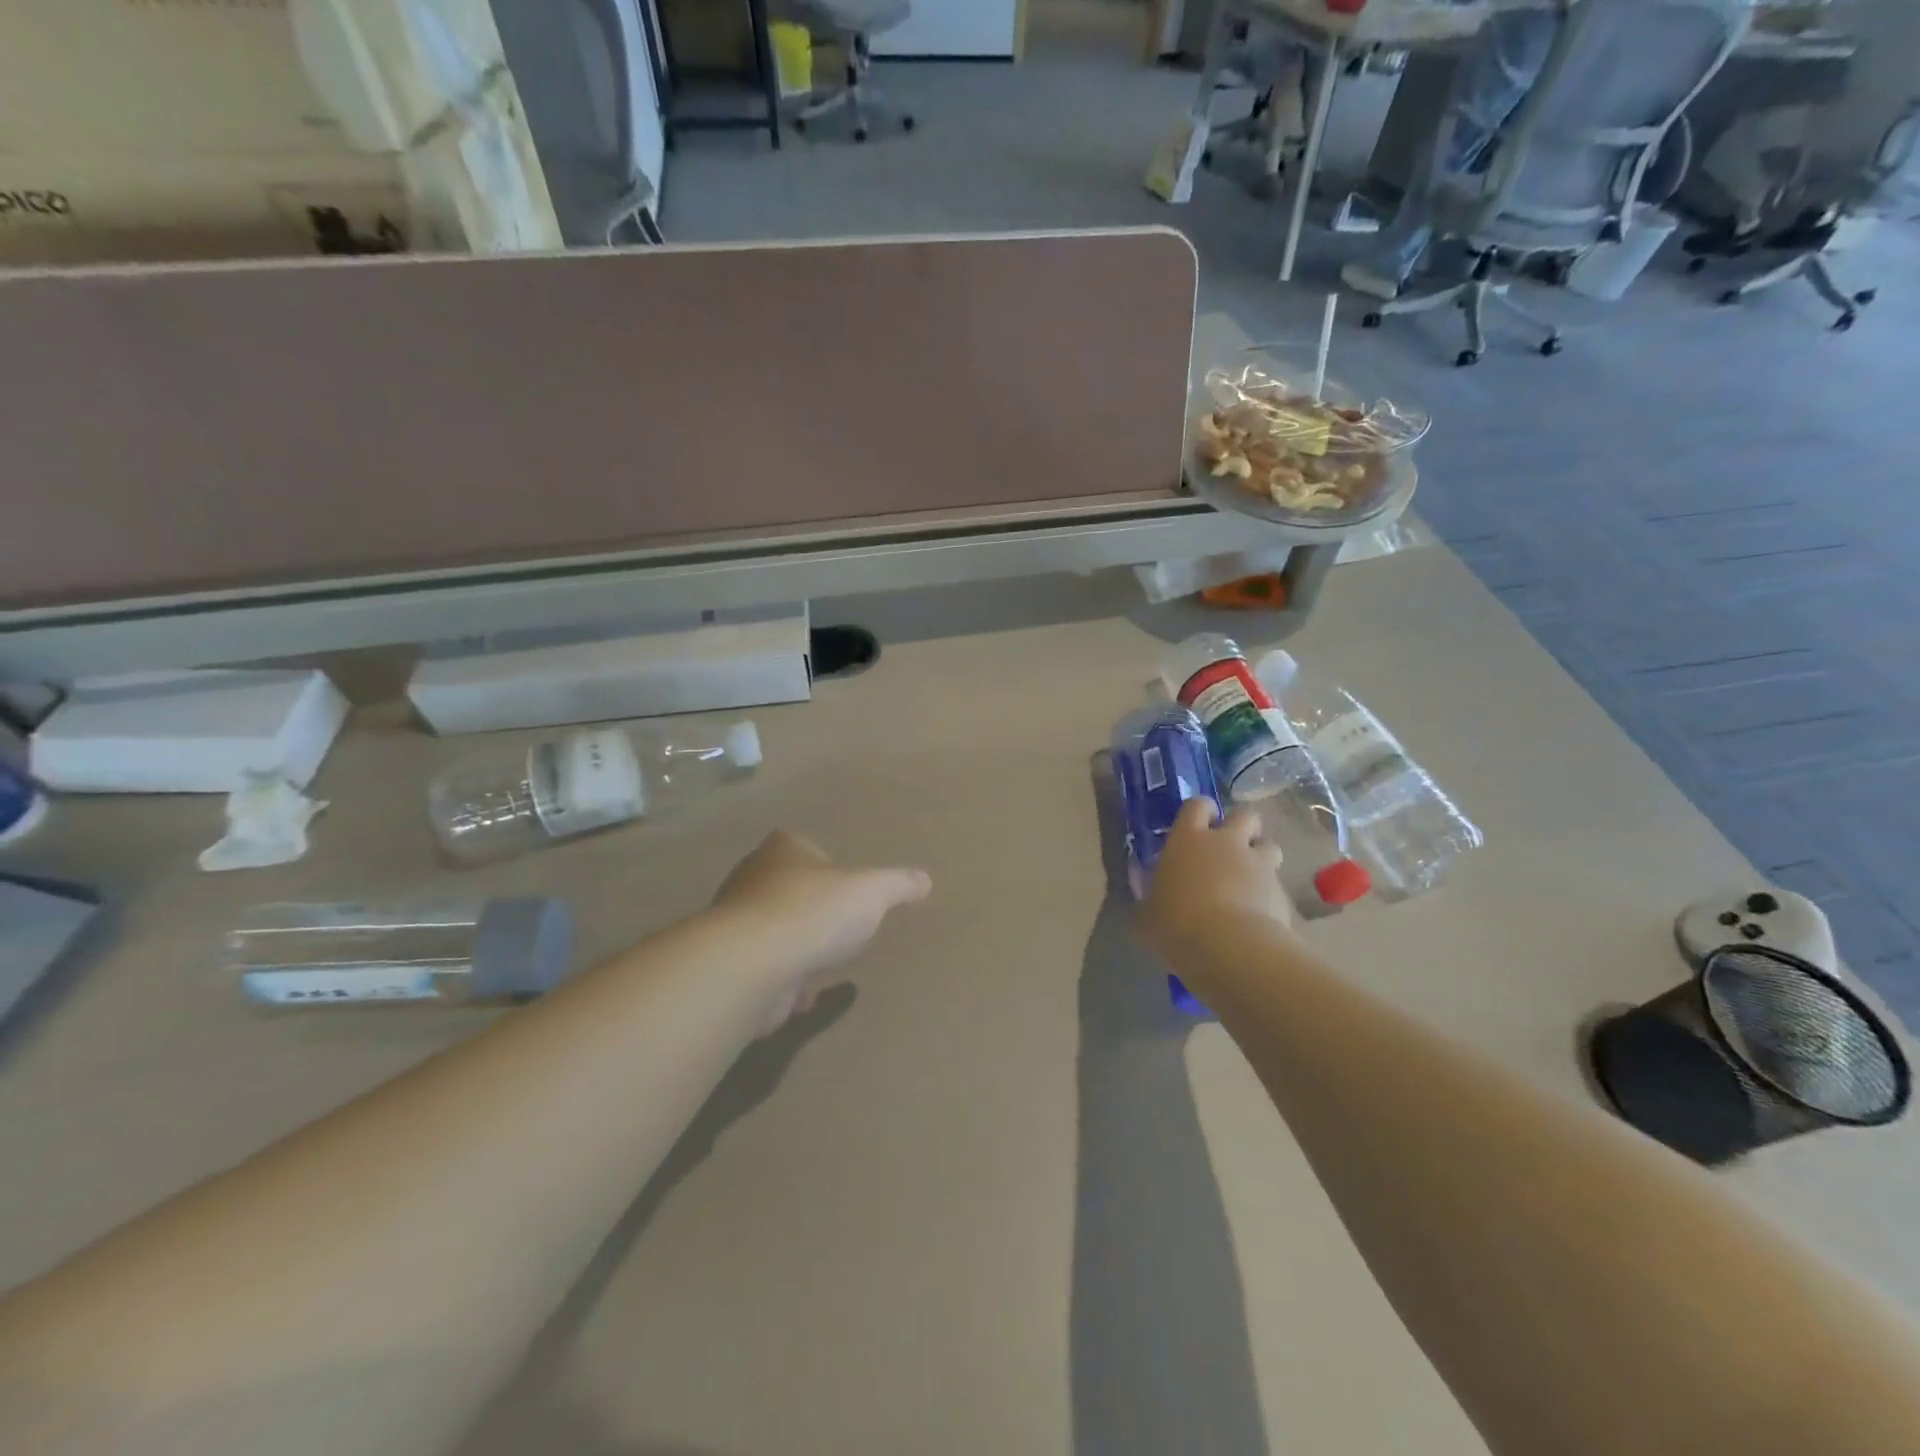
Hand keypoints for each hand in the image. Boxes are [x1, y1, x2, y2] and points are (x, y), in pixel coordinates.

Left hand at [713, 831, 931, 1028]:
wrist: (752, 965)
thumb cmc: (813, 912)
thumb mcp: (872, 891)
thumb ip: (898, 883)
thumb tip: (924, 880)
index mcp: (782, 851)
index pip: (800, 845)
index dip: (822, 863)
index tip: (843, 885)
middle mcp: (751, 880)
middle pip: (784, 887)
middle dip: (809, 906)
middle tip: (837, 924)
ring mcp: (735, 923)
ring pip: (771, 929)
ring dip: (794, 945)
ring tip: (822, 961)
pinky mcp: (730, 964)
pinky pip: (763, 968)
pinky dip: (782, 981)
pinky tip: (803, 995)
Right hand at [1138, 800, 1290, 963]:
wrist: (1229, 948)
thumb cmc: (1176, 923)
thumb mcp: (1146, 916)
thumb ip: (1149, 901)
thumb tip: (1149, 900)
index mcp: (1188, 839)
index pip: (1197, 805)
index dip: (1201, 811)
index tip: (1198, 824)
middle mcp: (1226, 843)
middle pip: (1244, 816)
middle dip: (1241, 827)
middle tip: (1230, 848)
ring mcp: (1258, 864)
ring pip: (1269, 845)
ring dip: (1261, 856)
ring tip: (1250, 878)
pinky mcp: (1281, 891)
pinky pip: (1278, 883)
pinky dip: (1270, 893)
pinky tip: (1260, 913)